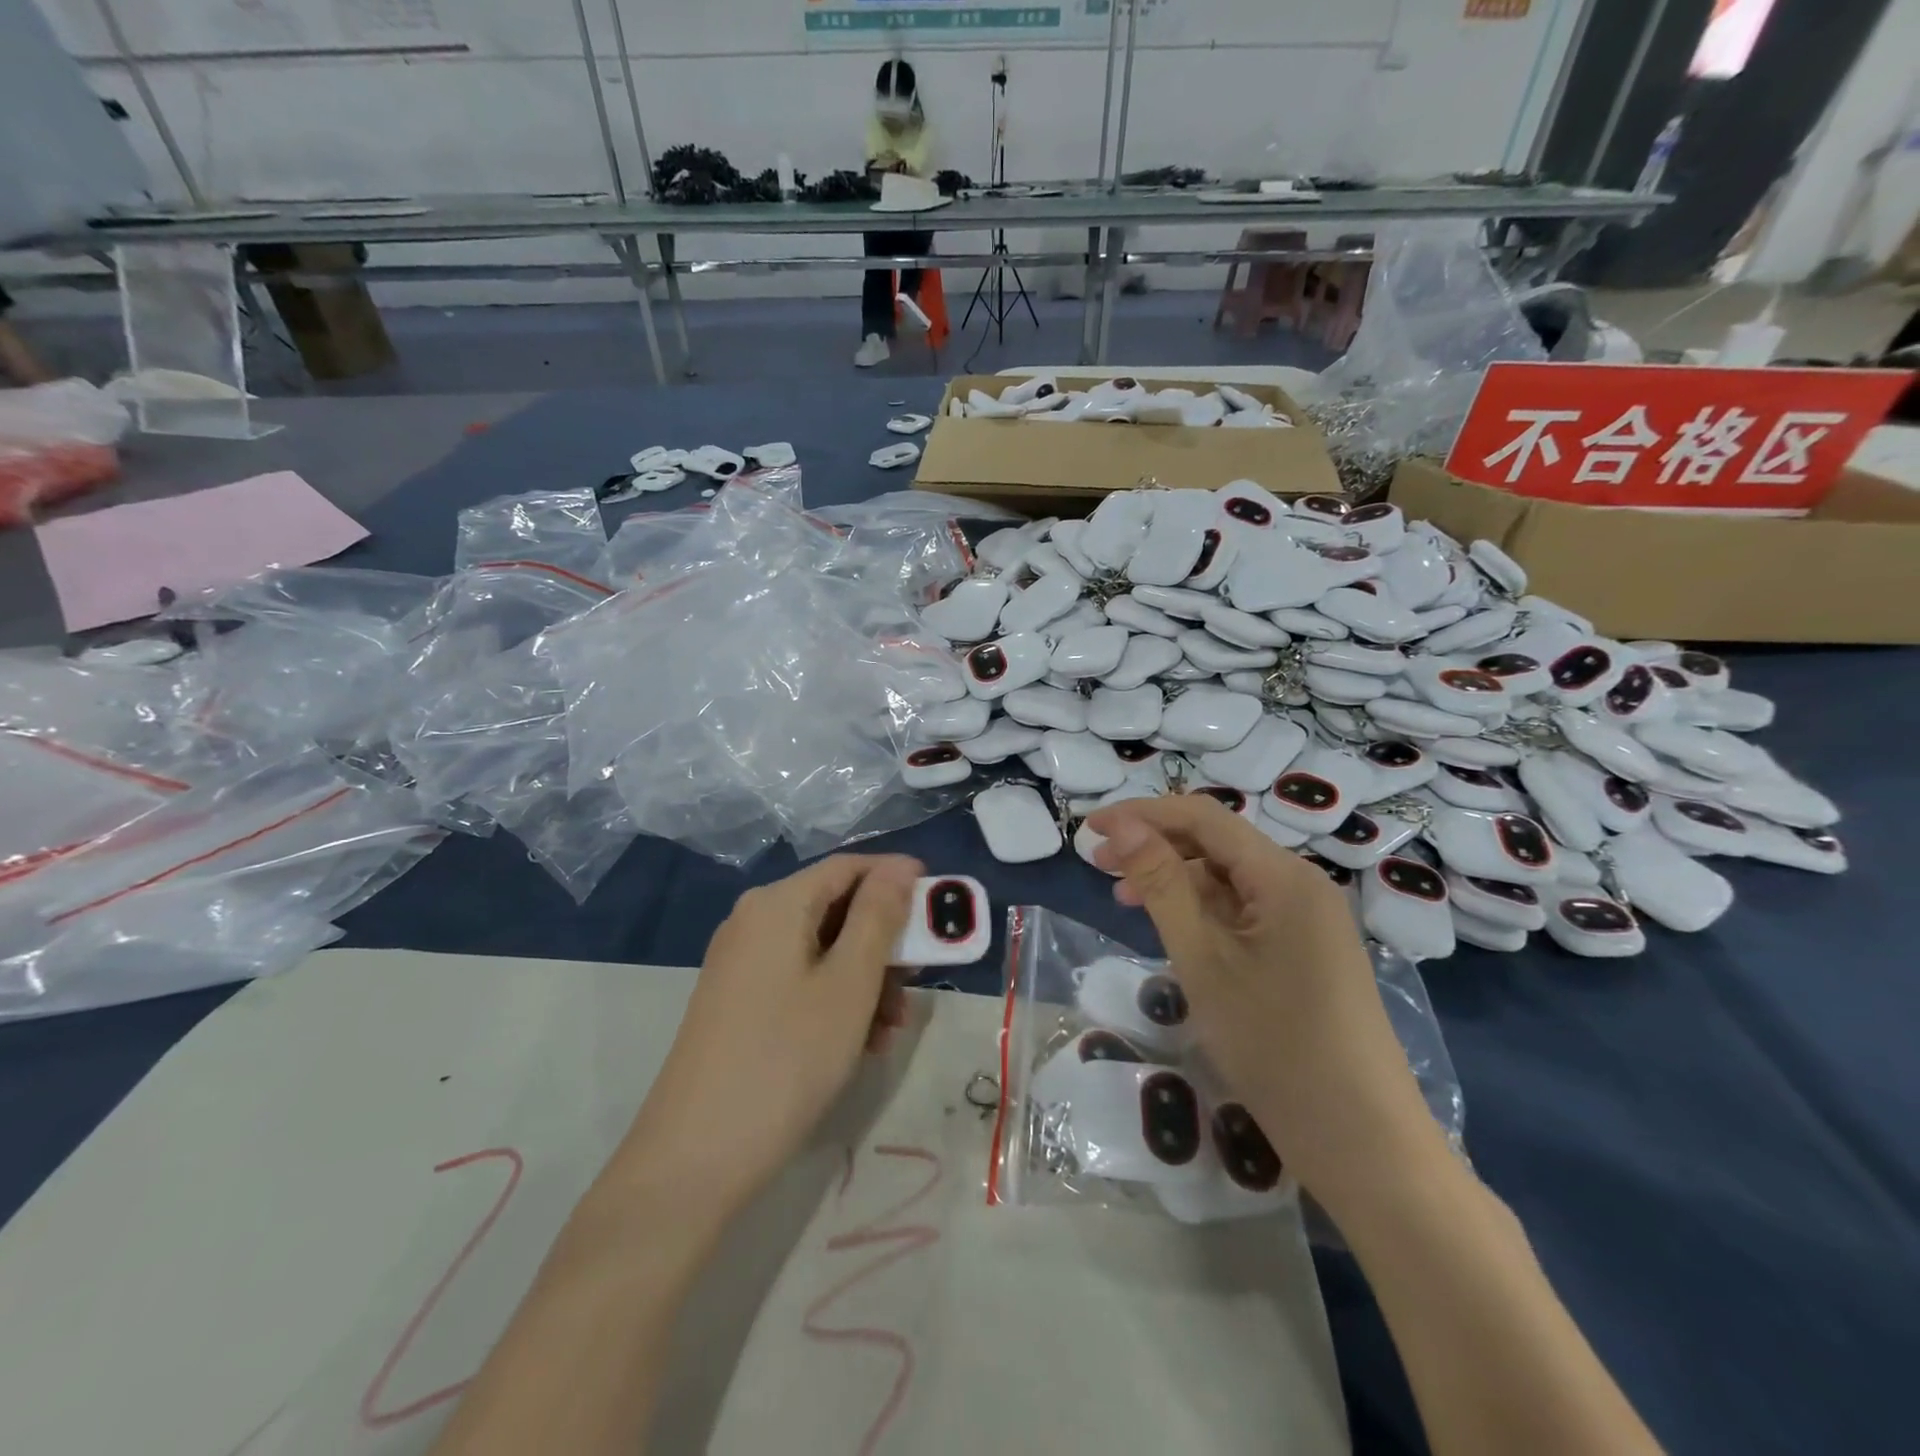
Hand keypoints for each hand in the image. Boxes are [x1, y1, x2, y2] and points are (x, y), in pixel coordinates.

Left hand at [624, 854, 922, 1215]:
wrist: (694, 1158)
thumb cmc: (786, 1057)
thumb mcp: (849, 983)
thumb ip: (879, 916)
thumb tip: (900, 865)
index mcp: (778, 903)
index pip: (849, 866)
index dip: (897, 879)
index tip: (939, 909)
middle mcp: (754, 921)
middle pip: (836, 908)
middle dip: (884, 942)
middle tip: (919, 983)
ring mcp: (742, 963)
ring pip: (822, 949)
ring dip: (866, 979)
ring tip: (890, 1029)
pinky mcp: (738, 1002)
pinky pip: (800, 980)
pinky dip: (835, 1000)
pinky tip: (859, 1043)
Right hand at [1086, 797, 1444, 1210]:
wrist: (1362, 1142)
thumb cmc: (1275, 1046)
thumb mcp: (1202, 960)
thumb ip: (1160, 884)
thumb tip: (1120, 826)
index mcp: (1284, 875)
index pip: (1202, 817)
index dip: (1141, 814)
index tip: (1089, 830)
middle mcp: (1301, 884)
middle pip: (1217, 843)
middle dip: (1155, 844)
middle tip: (1098, 865)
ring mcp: (1307, 919)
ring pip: (1228, 878)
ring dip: (1174, 878)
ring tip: (1123, 898)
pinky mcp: (1306, 950)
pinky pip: (1245, 911)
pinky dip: (1202, 910)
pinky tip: (1171, 928)